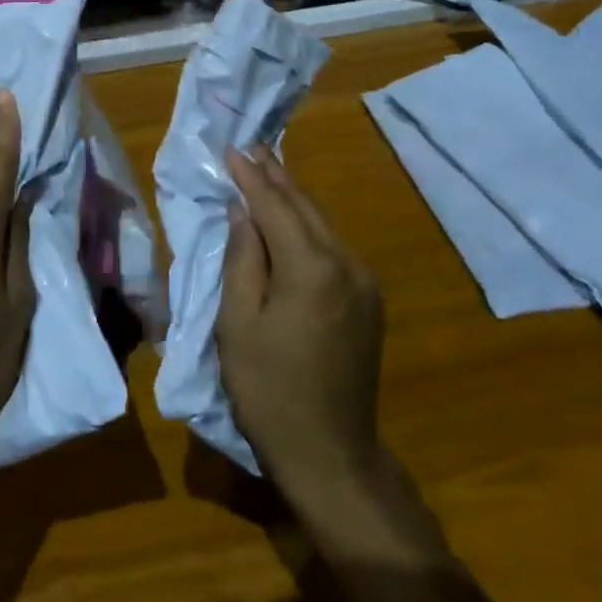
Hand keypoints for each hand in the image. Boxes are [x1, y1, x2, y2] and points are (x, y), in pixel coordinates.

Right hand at [218, 144, 385, 504]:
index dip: (251, 177)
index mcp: (312, 269)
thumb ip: (242, 260)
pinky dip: (308, 226)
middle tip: (251, 148)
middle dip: (276, 176)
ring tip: (267, 172)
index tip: (231, 149)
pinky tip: (291, 219)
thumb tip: (242, 212)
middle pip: (306, 208)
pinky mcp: (369, 300)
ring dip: (293, 198)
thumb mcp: (238, 325)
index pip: (276, 207)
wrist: (332, 453)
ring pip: (323, 224)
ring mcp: (365, 282)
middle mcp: (347, 265)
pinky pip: (334, 247)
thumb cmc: (270, 391)